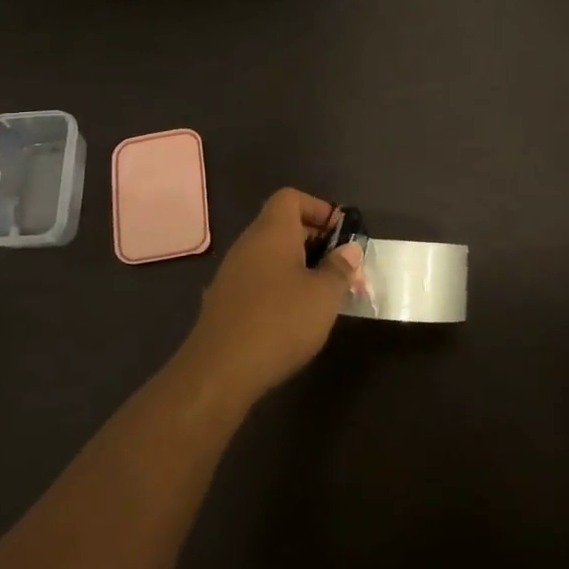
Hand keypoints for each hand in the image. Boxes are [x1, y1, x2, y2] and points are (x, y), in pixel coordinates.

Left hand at [175, 188, 360, 405]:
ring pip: (272, 256)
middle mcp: (248, 244)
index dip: (319, 209)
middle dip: (316, 242)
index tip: (342, 236)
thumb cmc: (280, 321)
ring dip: (300, 268)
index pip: (291, 198)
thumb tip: (349, 250)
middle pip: (283, 226)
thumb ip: (340, 268)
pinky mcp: (226, 301)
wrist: (219, 370)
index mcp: (271, 231)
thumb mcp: (324, 295)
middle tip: (342, 270)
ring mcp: (233, 273)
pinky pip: (260, 279)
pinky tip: (296, 317)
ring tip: (325, 296)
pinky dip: (281, 287)